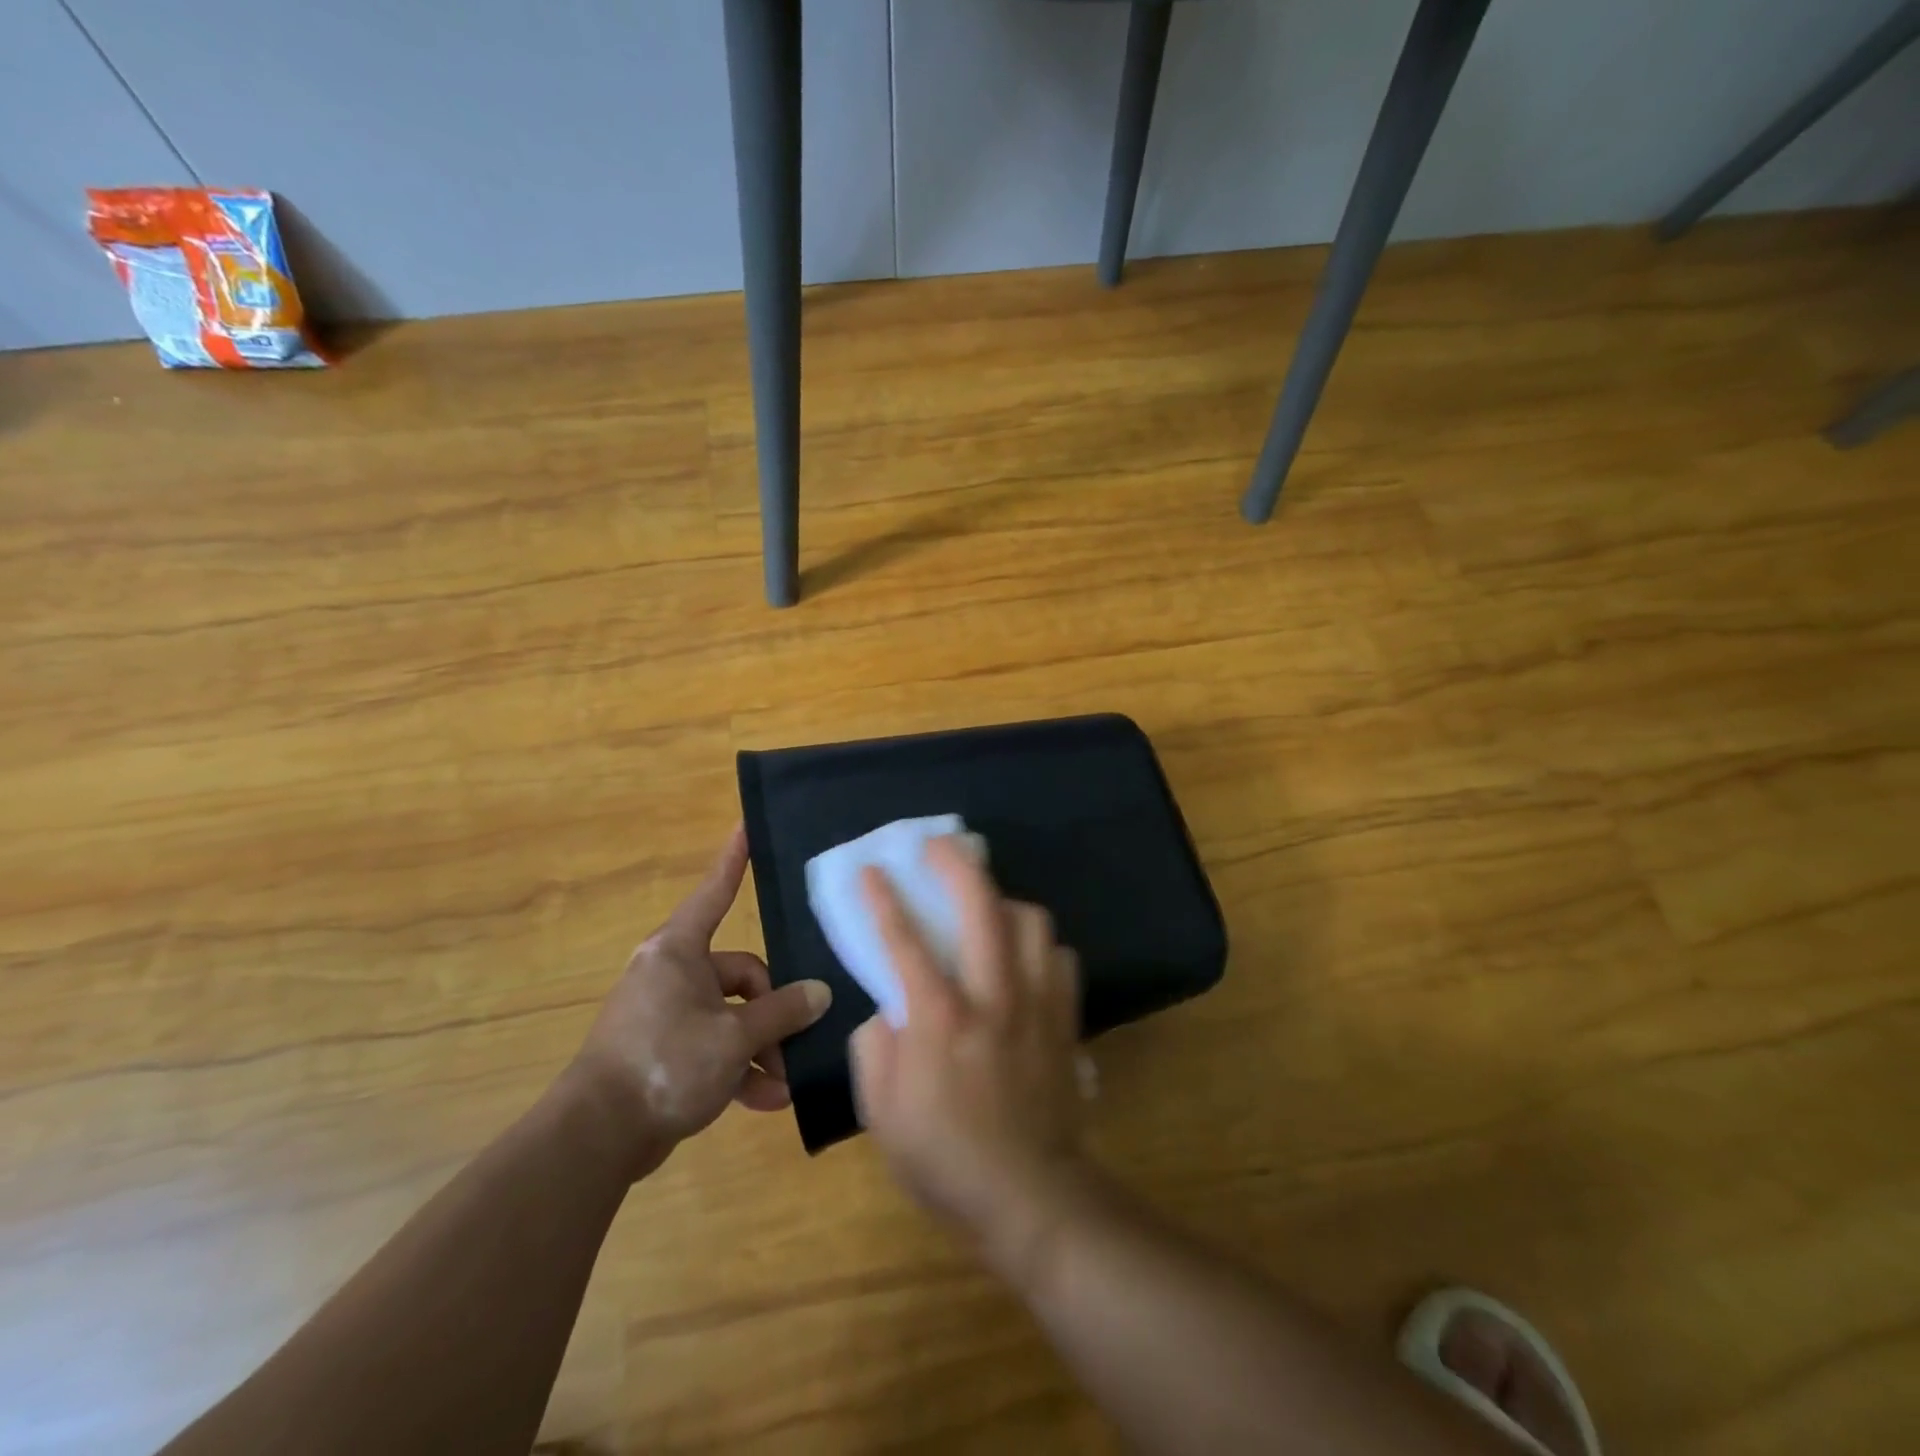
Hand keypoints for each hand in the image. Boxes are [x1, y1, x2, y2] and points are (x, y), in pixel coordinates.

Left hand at [570, 826, 830, 1174]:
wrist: (595, 1138)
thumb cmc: (665, 1063)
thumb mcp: (734, 1037)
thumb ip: (781, 1012)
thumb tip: (820, 993)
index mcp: (679, 952)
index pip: (715, 893)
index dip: (733, 861)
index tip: (745, 827)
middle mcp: (672, 975)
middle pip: (740, 975)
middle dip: (771, 1014)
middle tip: (793, 1046)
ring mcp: (667, 1015)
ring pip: (731, 1017)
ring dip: (759, 1049)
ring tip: (783, 1083)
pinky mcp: (664, 1053)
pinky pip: (713, 1048)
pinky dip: (737, 1071)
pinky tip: (766, 1101)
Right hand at [849, 837, 1086, 1261]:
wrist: (1031, 1197)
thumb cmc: (945, 1159)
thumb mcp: (881, 1113)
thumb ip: (875, 1047)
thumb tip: (888, 1008)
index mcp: (939, 1019)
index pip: (904, 940)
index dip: (882, 898)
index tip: (870, 869)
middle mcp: (992, 996)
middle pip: (981, 905)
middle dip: (955, 863)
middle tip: (937, 846)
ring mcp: (1036, 1003)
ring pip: (1032, 921)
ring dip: (1004, 900)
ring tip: (986, 903)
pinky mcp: (1065, 1018)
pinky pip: (1061, 958)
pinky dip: (1040, 946)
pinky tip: (1024, 956)